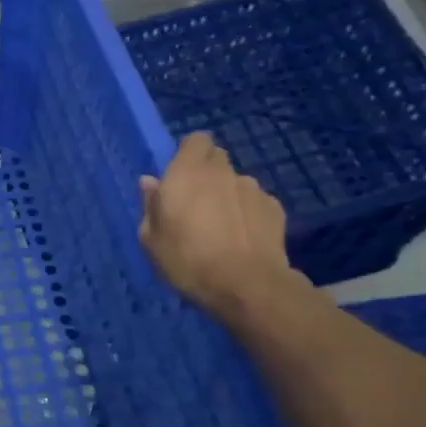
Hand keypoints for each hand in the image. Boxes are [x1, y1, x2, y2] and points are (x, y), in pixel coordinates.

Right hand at [138, 132, 299, 317]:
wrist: (247, 286)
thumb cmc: (187, 260)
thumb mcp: (151, 239)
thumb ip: (150, 205)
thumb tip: (150, 182)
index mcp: (186, 173)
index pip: (195, 140)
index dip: (189, 152)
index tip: (181, 173)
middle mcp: (222, 172)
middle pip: (217, 158)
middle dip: (207, 172)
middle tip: (197, 201)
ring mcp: (252, 189)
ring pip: (237, 182)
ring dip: (228, 194)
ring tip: (223, 225)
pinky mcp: (275, 208)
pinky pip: (256, 202)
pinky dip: (249, 213)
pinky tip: (244, 237)